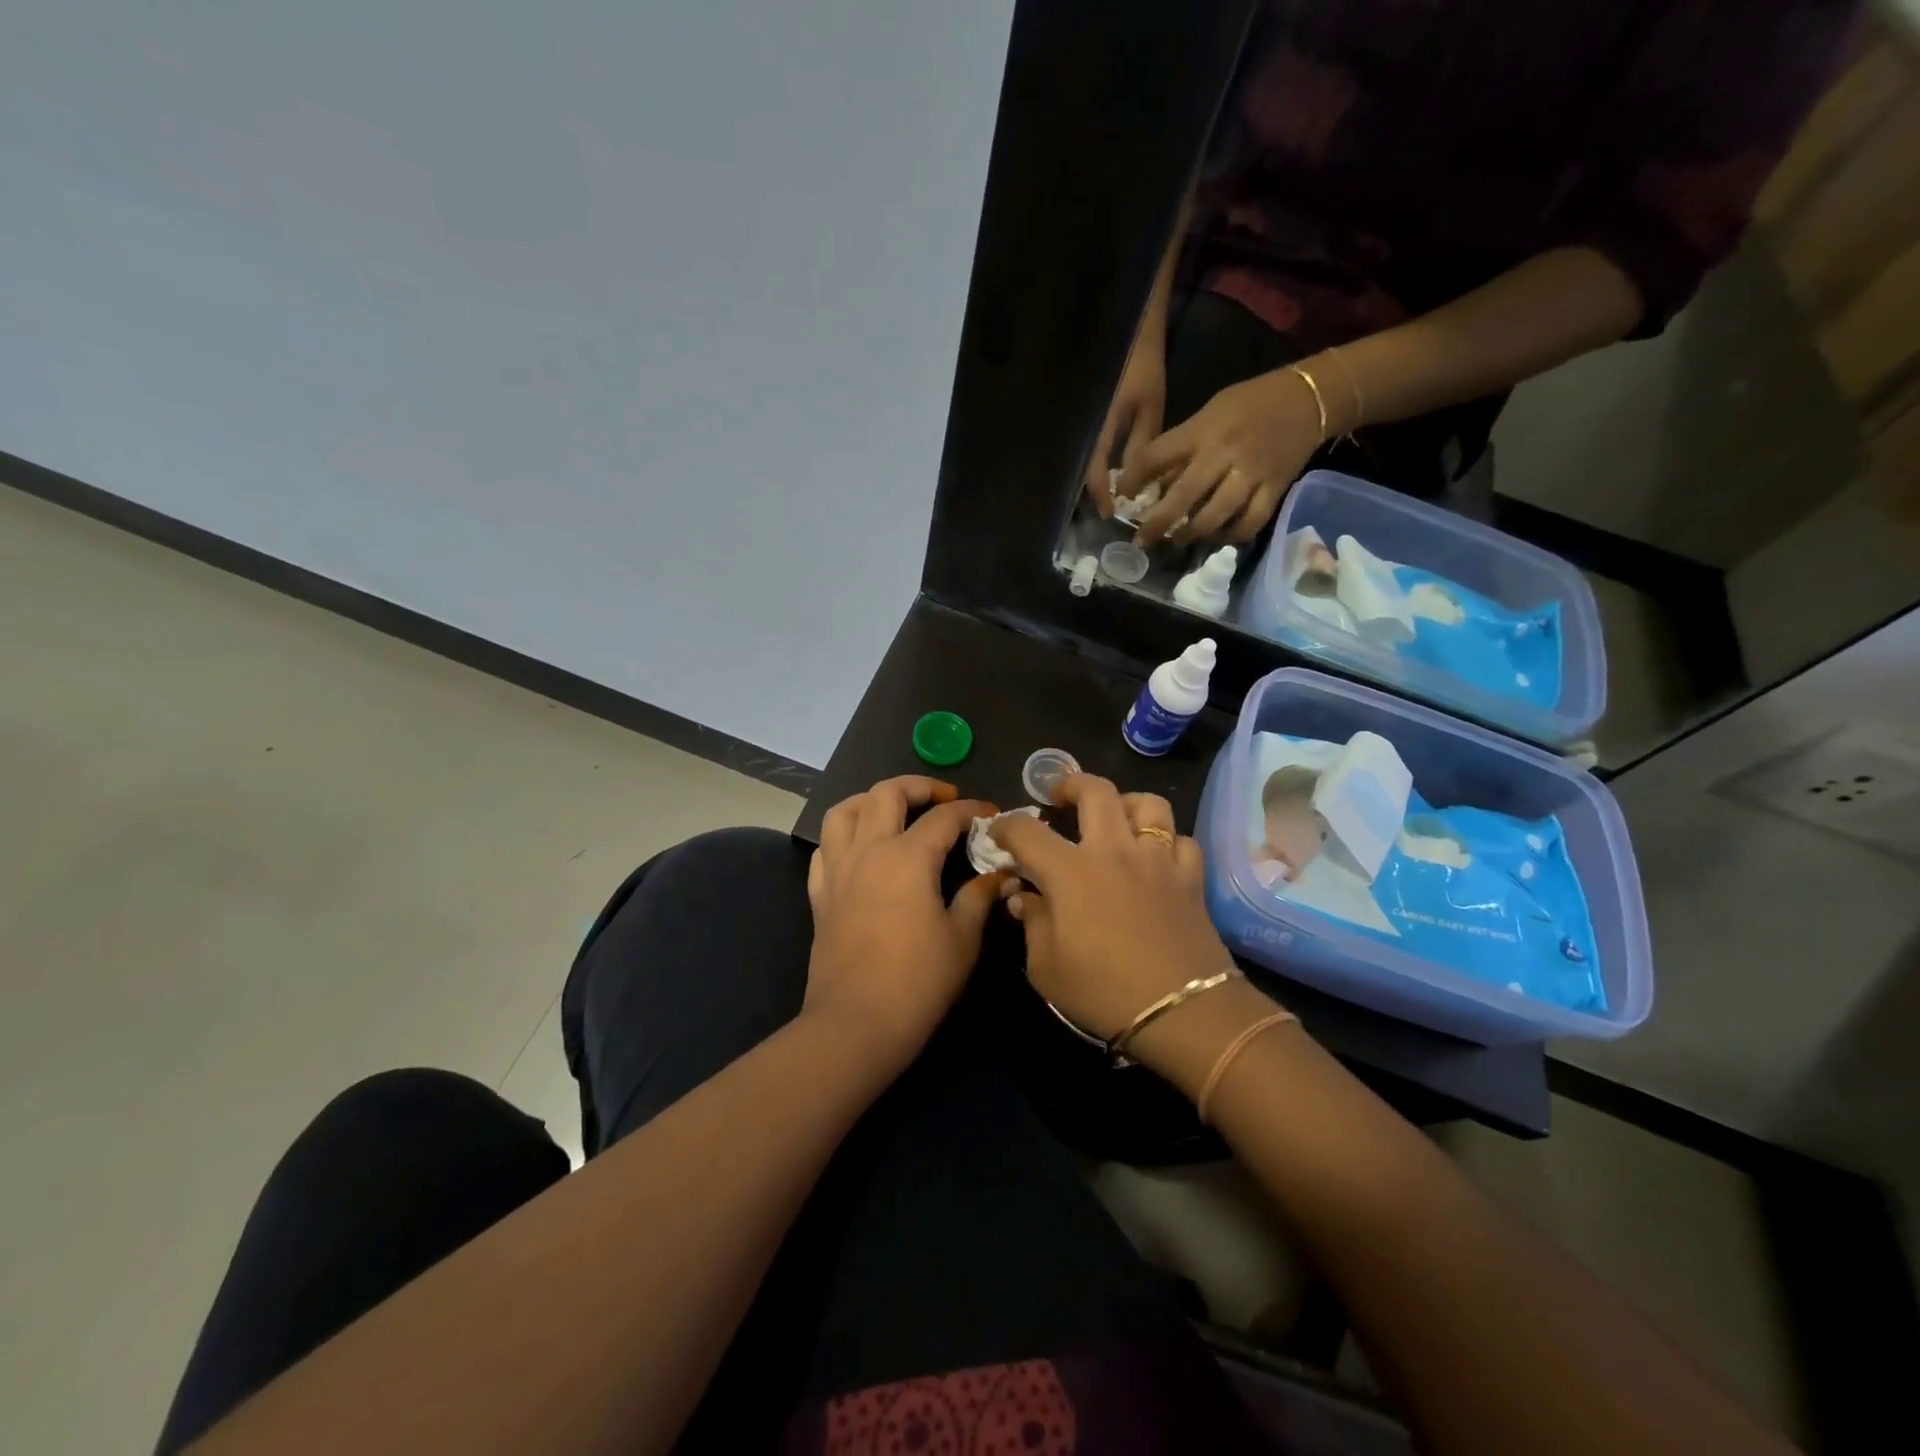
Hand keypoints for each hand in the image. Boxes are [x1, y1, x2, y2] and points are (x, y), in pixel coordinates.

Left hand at [805, 776, 1004, 1077]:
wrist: (856, 1024)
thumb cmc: (918, 981)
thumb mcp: (962, 938)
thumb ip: (979, 897)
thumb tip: (1000, 874)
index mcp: (908, 857)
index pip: (944, 818)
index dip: (971, 810)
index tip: (990, 814)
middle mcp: (869, 850)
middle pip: (886, 794)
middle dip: (918, 786)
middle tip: (943, 799)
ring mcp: (838, 870)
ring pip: (844, 811)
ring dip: (871, 800)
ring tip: (894, 810)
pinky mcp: (820, 894)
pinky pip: (825, 848)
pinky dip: (843, 836)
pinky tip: (860, 848)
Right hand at [987, 775, 1237, 1051]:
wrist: (1183, 1012)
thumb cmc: (1104, 991)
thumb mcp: (1046, 968)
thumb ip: (1032, 923)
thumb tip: (1024, 896)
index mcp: (1071, 871)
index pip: (1027, 831)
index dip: (1006, 826)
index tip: (998, 833)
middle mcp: (1114, 851)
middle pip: (1095, 791)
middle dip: (1071, 784)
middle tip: (1059, 797)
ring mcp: (1157, 860)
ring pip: (1148, 804)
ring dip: (1126, 802)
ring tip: (1115, 816)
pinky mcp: (1190, 878)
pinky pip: (1182, 841)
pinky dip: (1167, 842)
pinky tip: (1157, 857)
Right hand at [1084, 332, 1166, 516]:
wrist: (1129, 335)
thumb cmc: (1143, 370)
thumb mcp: (1150, 409)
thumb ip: (1141, 447)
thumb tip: (1137, 484)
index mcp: (1099, 427)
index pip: (1093, 471)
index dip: (1100, 495)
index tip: (1110, 514)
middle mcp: (1083, 429)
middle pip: (1083, 470)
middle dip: (1096, 492)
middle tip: (1111, 509)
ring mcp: (1080, 425)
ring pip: (1082, 462)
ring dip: (1095, 480)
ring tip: (1110, 495)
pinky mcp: (1083, 421)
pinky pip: (1086, 450)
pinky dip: (1096, 465)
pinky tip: (1109, 472)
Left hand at [1118, 366, 1323, 546]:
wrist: (1310, 398)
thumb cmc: (1250, 404)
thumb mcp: (1210, 412)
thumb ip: (1184, 446)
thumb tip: (1157, 483)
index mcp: (1203, 430)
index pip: (1158, 455)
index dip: (1134, 479)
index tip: (1122, 497)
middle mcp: (1224, 453)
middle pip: (1184, 494)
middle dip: (1158, 522)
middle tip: (1141, 541)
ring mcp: (1251, 473)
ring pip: (1216, 514)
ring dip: (1191, 533)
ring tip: (1177, 540)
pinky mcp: (1275, 489)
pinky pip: (1250, 522)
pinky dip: (1231, 536)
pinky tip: (1217, 538)